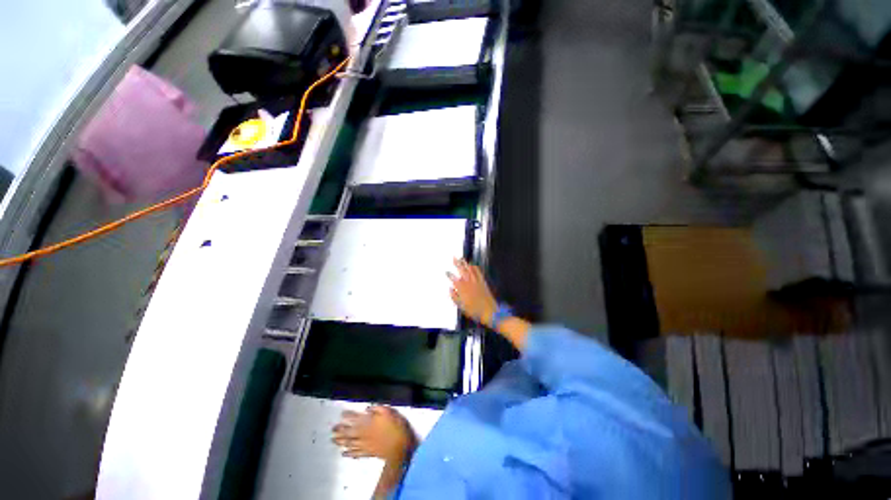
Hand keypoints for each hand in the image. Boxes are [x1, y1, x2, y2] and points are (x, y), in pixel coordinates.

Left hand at [331, 406, 416, 462]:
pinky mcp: (367, 453)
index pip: (355, 418)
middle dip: (340, 430)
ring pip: (349, 442)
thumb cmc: (396, 427)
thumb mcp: (389, 412)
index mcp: (368, 422)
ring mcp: (365, 444)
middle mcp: (363, 433)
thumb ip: (378, 409)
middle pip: (349, 431)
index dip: (347, 416)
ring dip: (341, 441)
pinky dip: (348, 453)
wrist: (400, 447)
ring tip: (333, 440)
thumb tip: (367, 408)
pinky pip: (355, 453)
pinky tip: (343, 453)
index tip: (341, 414)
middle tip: (332, 429)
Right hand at [448, 258, 497, 327]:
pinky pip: (478, 273)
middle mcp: (469, 283)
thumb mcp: (461, 307)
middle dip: (457, 263)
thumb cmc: (474, 311)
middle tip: (454, 258)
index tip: (446, 272)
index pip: (454, 279)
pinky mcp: (483, 282)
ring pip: (470, 270)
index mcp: (462, 289)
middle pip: (462, 270)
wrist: (489, 312)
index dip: (449, 275)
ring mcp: (476, 282)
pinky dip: (475, 268)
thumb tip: (450, 289)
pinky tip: (472, 265)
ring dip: (465, 263)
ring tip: (462, 258)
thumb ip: (454, 297)